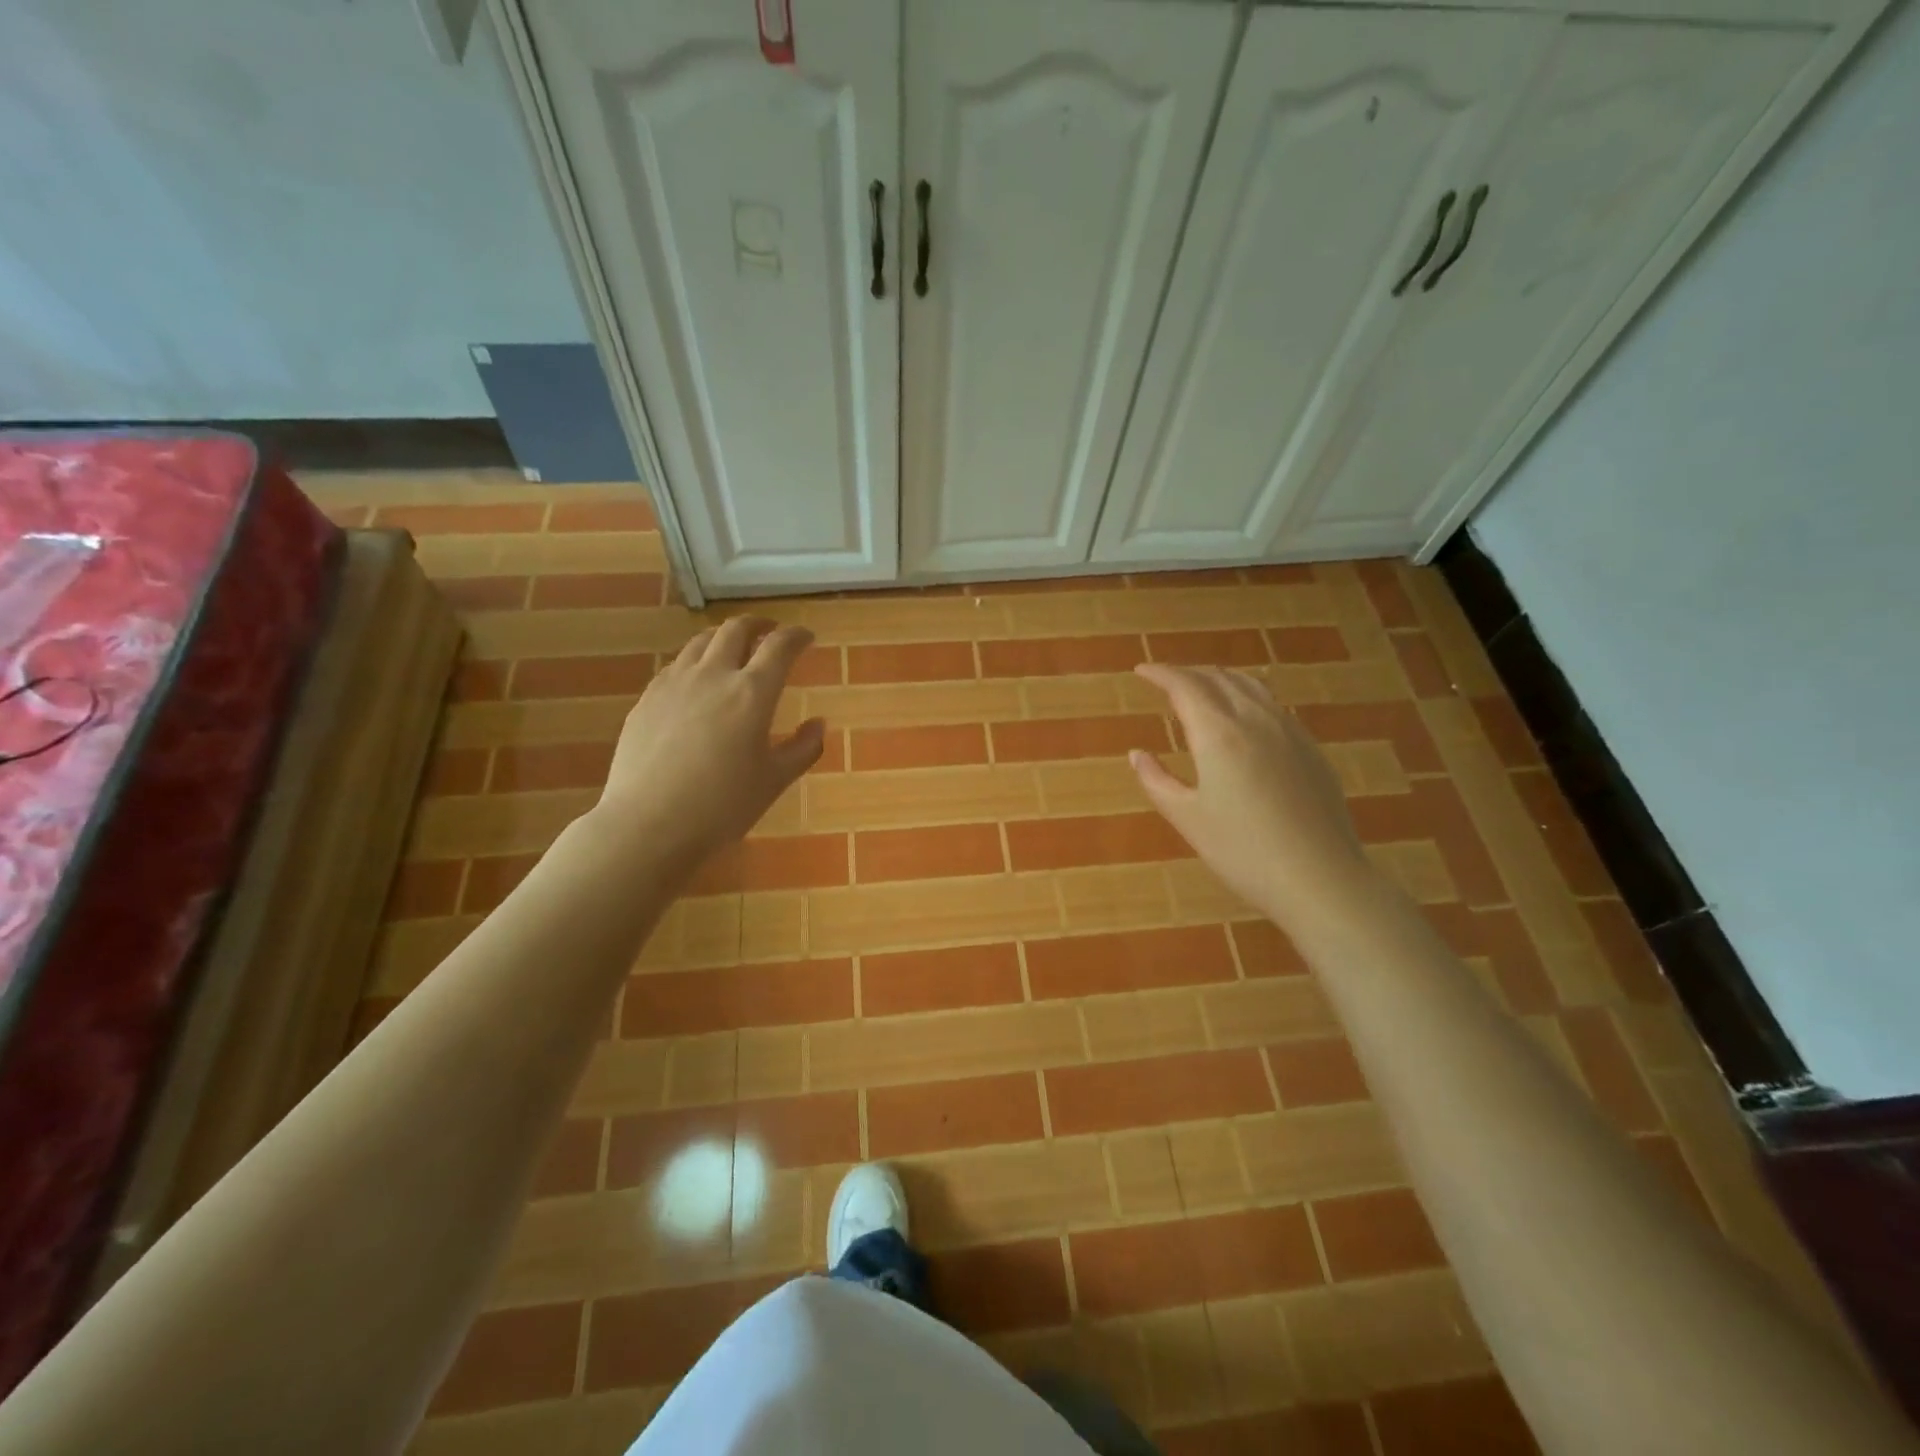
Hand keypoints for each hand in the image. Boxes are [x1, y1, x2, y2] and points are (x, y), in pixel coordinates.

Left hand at [593, 616, 824, 864]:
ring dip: (723, 637)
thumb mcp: (774, 781)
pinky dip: (695, 661)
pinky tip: (696, 681)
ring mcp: (674, 683)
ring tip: (732, 648)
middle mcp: (713, 675)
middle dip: (758, 625)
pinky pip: (675, 665)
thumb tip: (818, 723)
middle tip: (770, 632)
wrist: (649, 824)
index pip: (780, 646)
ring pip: (701, 642)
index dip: (796, 636)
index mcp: (752, 692)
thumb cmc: (723, 806)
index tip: (806, 637)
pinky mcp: (647, 699)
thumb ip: (803, 748)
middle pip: (736, 630)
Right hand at [1130, 664, 1375, 925]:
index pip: (1185, 686)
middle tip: (1166, 679)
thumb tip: (1136, 754)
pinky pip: (1274, 705)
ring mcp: (1289, 732)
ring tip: (1203, 686)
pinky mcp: (1311, 749)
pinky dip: (1248, 695)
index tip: (1142, 671)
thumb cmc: (1243, 852)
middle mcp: (1255, 720)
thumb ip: (1156, 780)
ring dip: (1220, 678)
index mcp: (1218, 734)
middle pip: (1218, 678)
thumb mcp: (1188, 818)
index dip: (1160, 673)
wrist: (1320, 879)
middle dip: (1188, 673)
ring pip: (1251, 686)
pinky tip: (1246, 713)